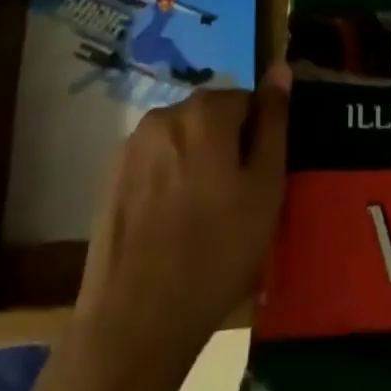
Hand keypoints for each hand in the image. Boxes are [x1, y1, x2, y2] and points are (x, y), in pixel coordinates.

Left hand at [73, 65, 292, 363]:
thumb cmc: (215, 253)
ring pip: (181, 140)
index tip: (257, 182)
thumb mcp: (265, 188)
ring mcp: (132, 144)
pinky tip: (168, 225)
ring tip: (199, 218)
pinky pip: (153, 162)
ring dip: (194, 162)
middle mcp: (166, 112)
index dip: (257, 140)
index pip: (247, 102)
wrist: (133, 324)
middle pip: (211, 117)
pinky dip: (165, 181)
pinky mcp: (110, 176)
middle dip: (225, 147)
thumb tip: (280, 67)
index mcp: (206, 110)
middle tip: (233, 203)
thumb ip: (274, 121)